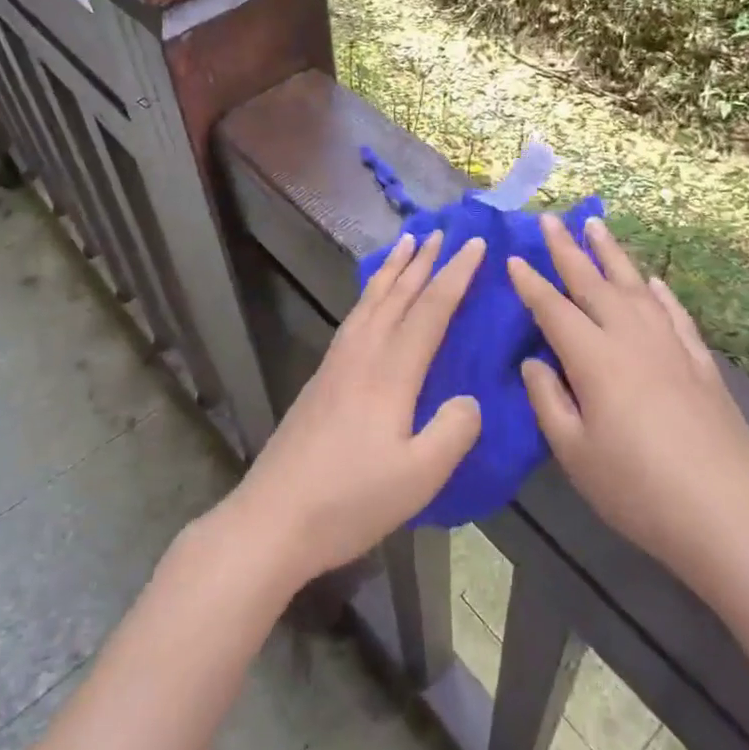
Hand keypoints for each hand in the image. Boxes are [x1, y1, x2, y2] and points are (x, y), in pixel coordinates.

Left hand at [223, 230, 484, 587]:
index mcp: (389, 373)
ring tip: (405, 246)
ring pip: (369, 303)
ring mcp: (335, 365)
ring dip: (391, 272)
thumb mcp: (419, 477)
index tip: (475, 244)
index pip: (430, 311)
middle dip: (422, 262)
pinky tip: (370, 303)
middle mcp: (361, 356)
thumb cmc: (350, 501)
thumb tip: (468, 399)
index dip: (455, 275)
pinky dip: (369, 296)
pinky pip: (353, 319)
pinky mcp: (320, 380)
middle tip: (440, 231)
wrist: (273, 518)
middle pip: (396, 296)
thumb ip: (453, 431)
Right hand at [507, 216, 748, 587]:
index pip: (554, 309)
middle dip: (568, 249)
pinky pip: (675, 314)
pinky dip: (660, 293)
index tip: (513, 258)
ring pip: (636, 287)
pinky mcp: (701, 364)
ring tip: (596, 226)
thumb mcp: (574, 452)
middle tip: (550, 219)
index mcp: (594, 358)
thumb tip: (533, 360)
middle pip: (594, 282)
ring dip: (613, 254)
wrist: (727, 516)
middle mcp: (631, 338)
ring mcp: (671, 347)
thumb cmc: (636, 489)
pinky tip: (653, 282)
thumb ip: (548, 399)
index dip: (530, 283)